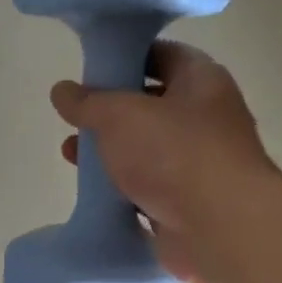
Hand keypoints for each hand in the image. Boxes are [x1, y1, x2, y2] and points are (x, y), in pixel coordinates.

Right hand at [52, 41, 277, 282]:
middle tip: (75, 117)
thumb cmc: (174, 154)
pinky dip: (121, 190)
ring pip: (146, 150)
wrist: (219, 228)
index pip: (162, 55)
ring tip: (70, 156)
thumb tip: (62, 91)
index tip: (91, 68)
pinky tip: (93, 193)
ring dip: (110, 153)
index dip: (126, 57)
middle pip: (151, 105)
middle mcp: (205, 118)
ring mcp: (198, 164)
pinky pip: (148, 189)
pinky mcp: (187, 203)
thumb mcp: (119, 115)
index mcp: (201, 81)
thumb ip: (87, 102)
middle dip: (109, 112)